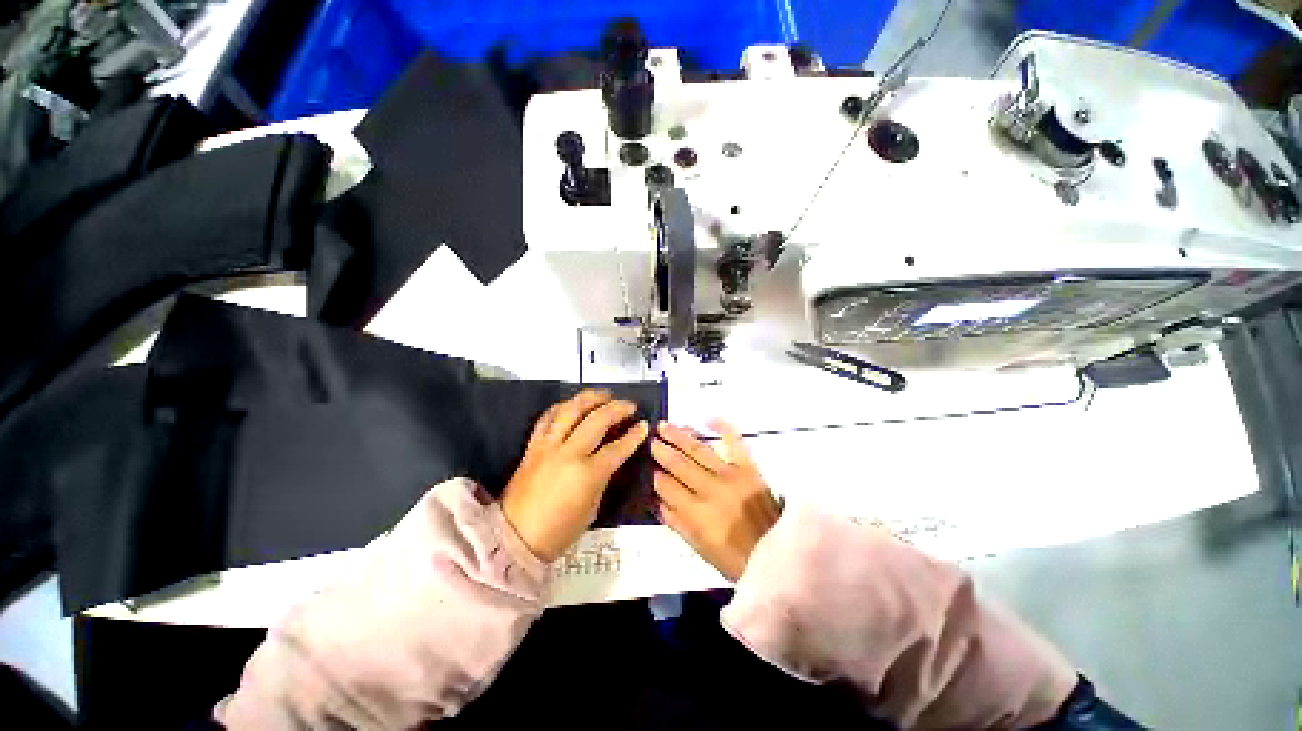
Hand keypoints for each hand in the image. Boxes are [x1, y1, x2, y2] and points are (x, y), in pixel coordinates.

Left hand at [501, 390, 649, 561]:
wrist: (515, 537)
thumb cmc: (559, 531)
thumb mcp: (592, 507)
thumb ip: (603, 478)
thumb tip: (611, 458)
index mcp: (587, 474)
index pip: (617, 448)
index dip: (634, 435)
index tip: (644, 425)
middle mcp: (568, 453)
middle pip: (597, 420)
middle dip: (617, 408)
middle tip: (629, 405)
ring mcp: (548, 446)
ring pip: (571, 410)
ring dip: (590, 398)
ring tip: (604, 394)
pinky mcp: (533, 445)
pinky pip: (547, 417)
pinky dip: (562, 406)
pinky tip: (573, 404)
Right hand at [651, 419, 781, 580]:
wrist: (778, 553)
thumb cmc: (734, 556)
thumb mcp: (699, 547)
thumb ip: (676, 522)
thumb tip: (656, 500)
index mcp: (696, 512)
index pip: (667, 486)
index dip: (654, 475)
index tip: (647, 465)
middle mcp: (710, 489)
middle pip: (679, 464)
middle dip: (661, 450)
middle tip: (650, 439)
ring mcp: (731, 475)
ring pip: (698, 450)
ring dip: (679, 436)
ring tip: (664, 425)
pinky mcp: (749, 468)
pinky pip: (735, 442)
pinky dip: (723, 428)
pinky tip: (709, 419)